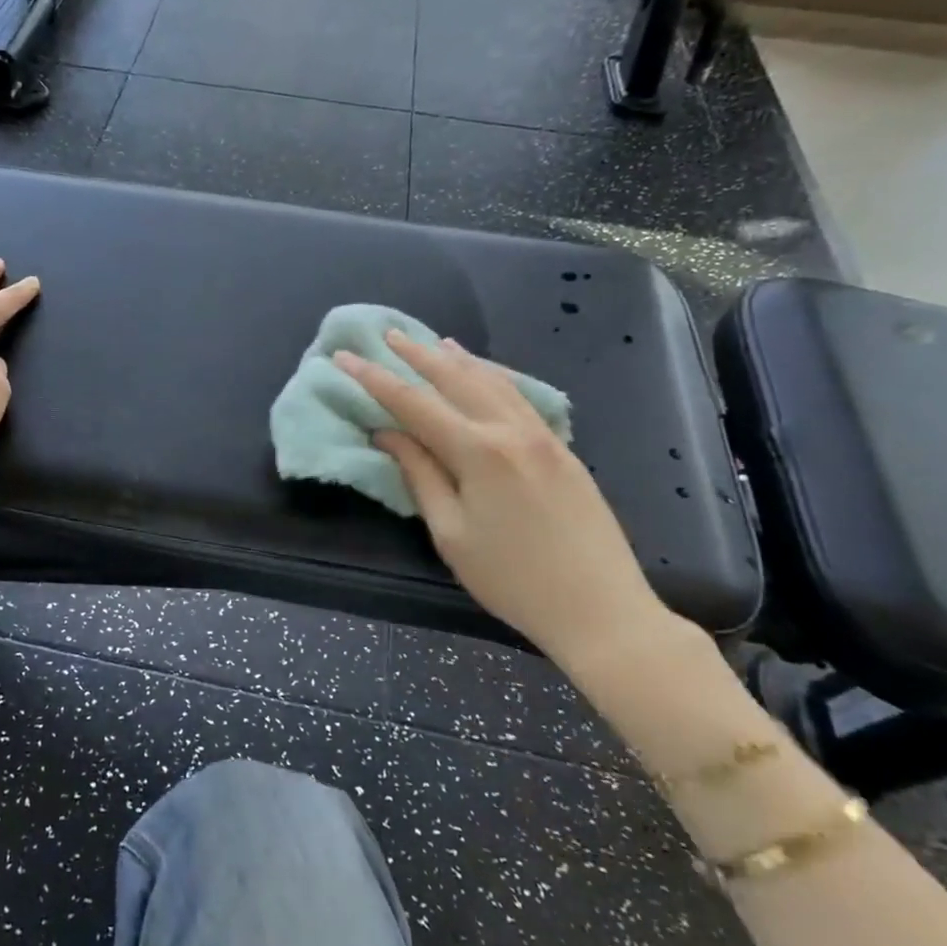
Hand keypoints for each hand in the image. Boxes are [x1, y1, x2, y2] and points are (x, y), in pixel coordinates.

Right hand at [333, 332, 666, 661]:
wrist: (601, 609)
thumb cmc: (512, 580)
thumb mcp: (451, 533)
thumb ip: (420, 475)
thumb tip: (388, 435)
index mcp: (479, 452)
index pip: (414, 403)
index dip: (374, 379)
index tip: (344, 357)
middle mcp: (511, 431)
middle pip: (456, 379)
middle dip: (417, 355)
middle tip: (388, 336)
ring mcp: (543, 436)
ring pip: (493, 381)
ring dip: (458, 360)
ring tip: (434, 343)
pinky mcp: (562, 449)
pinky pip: (519, 397)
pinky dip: (492, 377)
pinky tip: (484, 375)